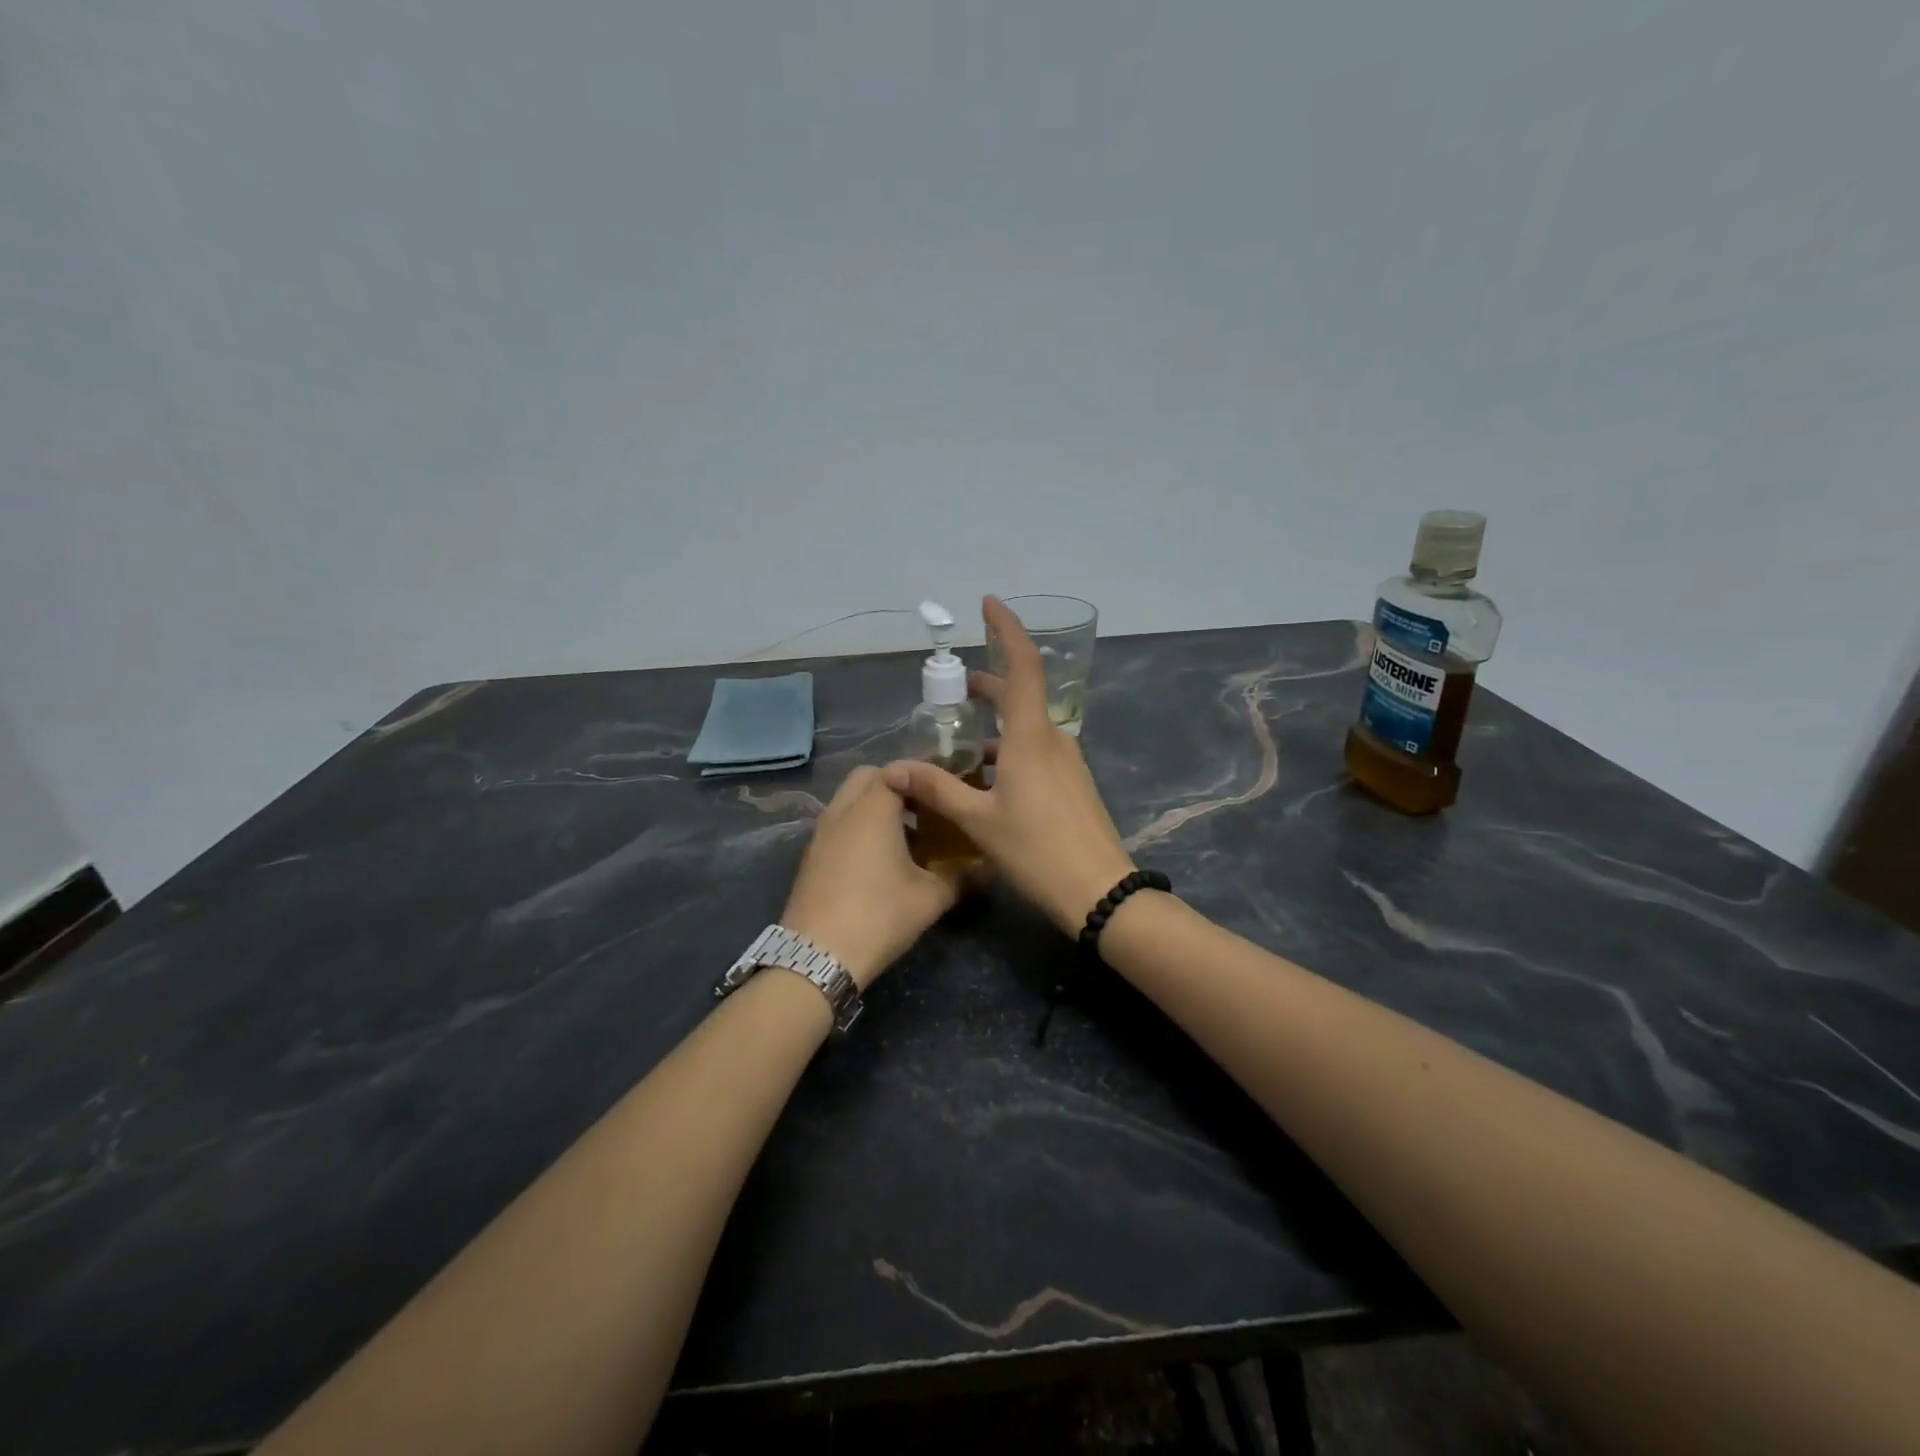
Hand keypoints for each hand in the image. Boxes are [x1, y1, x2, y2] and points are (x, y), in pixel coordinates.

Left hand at [780, 765, 969, 988]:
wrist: (817, 956)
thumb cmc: (879, 915)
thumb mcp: (930, 898)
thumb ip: (962, 877)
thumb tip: (990, 868)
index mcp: (873, 808)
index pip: (898, 770)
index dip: (923, 774)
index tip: (947, 787)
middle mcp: (843, 810)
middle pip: (868, 777)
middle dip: (896, 784)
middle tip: (925, 808)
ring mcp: (822, 832)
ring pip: (849, 800)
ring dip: (875, 806)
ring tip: (906, 834)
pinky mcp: (811, 855)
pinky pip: (838, 823)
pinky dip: (858, 825)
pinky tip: (879, 858)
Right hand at [884, 596, 1136, 935]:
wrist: (1100, 891)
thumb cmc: (1038, 851)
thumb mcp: (979, 821)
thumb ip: (937, 790)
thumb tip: (894, 769)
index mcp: (1031, 738)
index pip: (1022, 666)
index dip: (1006, 630)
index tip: (989, 604)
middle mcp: (1053, 740)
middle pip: (1020, 695)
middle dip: (987, 687)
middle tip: (953, 690)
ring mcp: (1067, 763)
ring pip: (1026, 729)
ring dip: (995, 726)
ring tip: (959, 746)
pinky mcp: (1072, 784)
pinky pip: (1036, 753)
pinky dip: (1009, 752)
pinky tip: (986, 781)